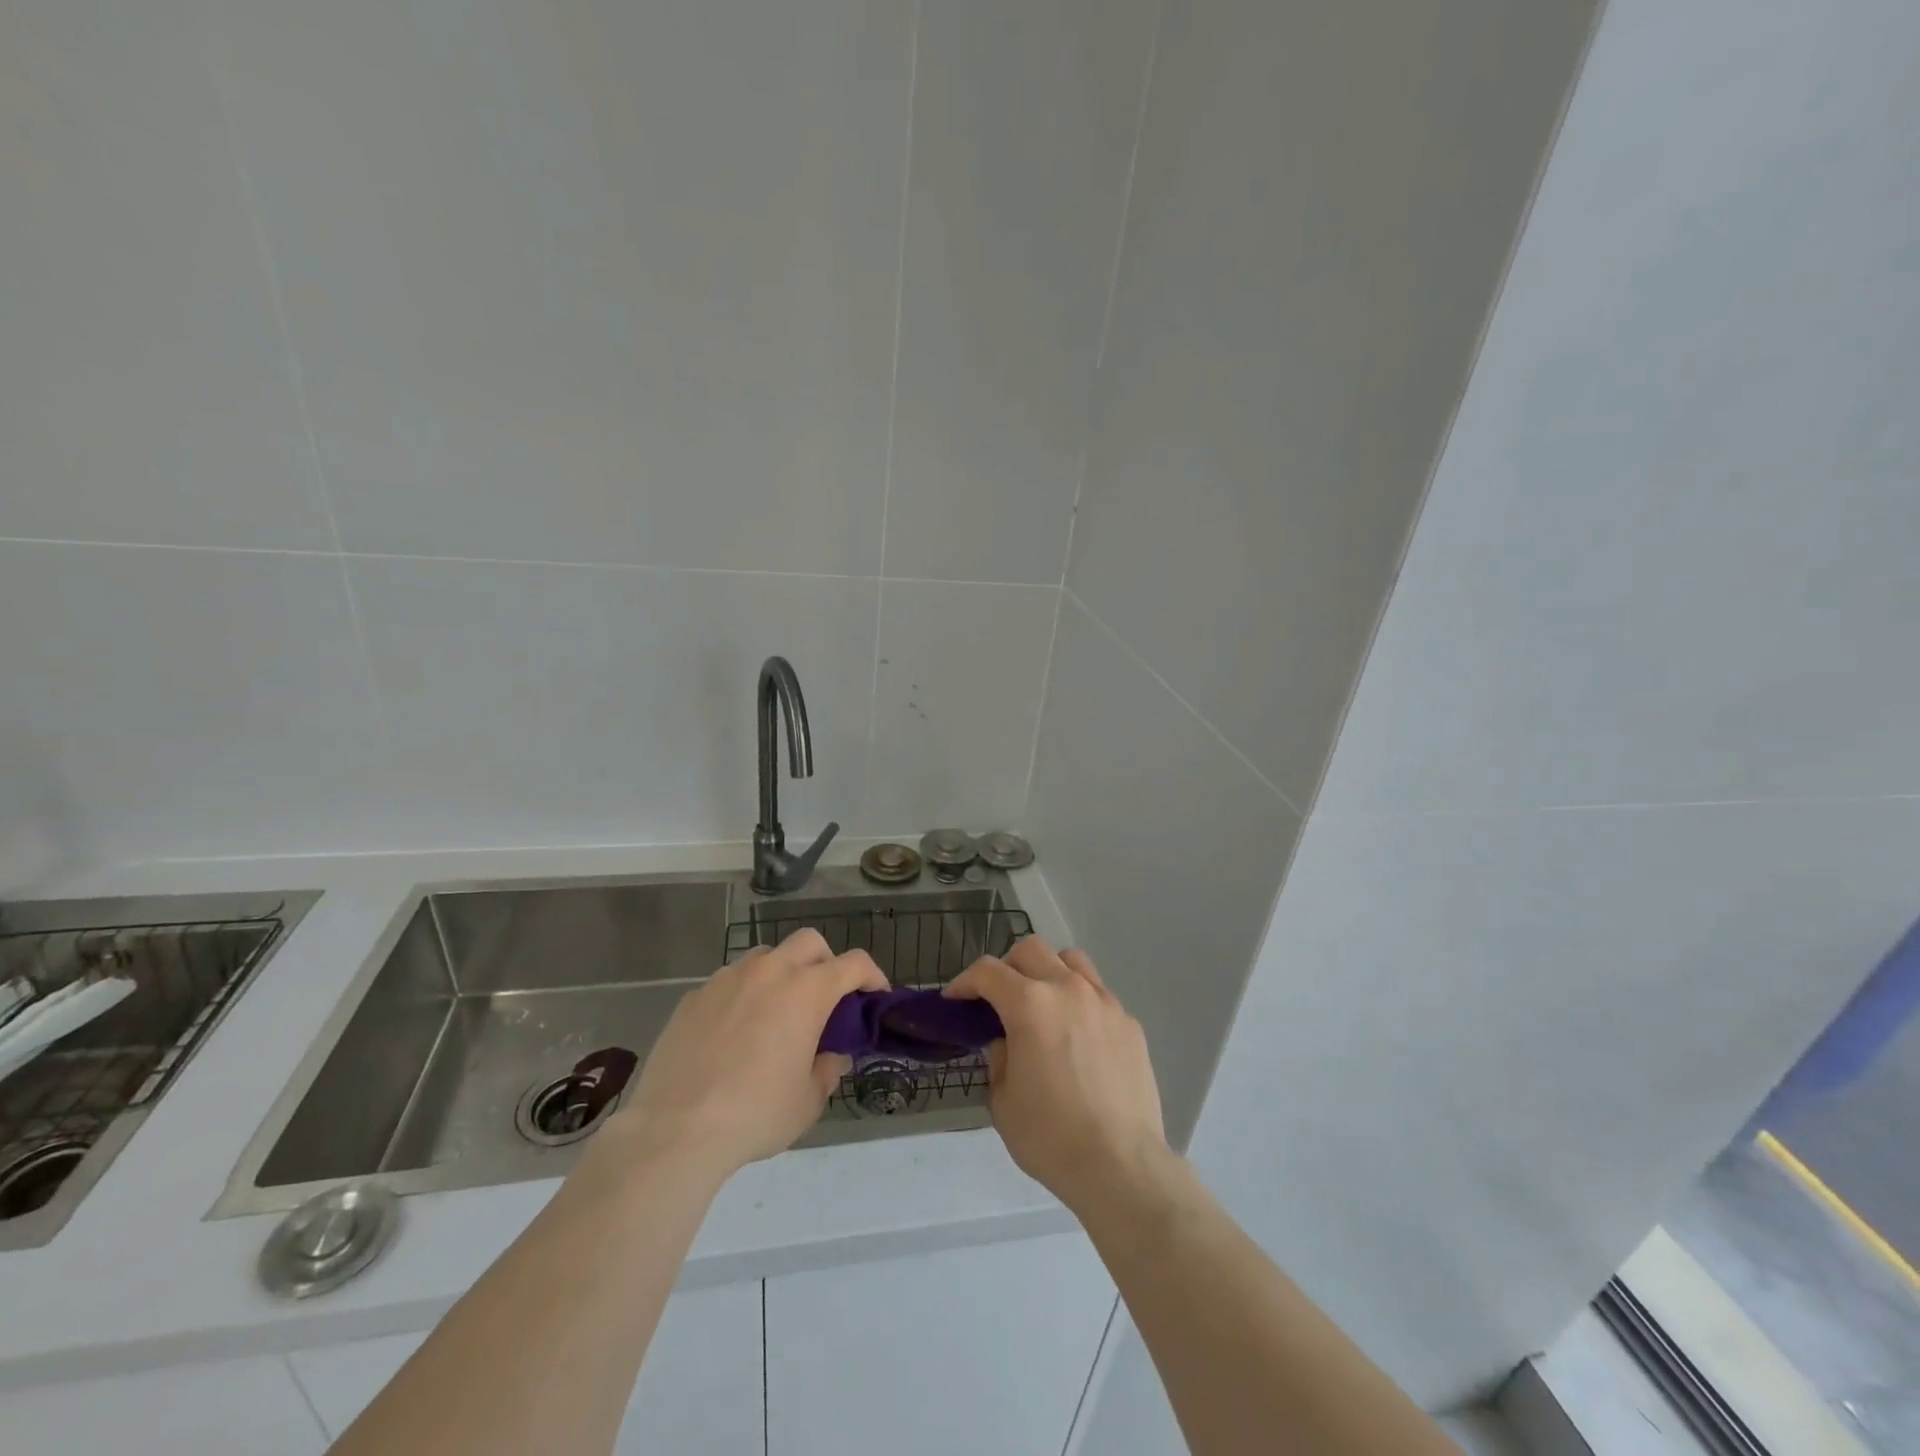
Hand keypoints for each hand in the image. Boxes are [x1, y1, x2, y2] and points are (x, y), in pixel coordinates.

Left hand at [610, 929, 886, 1180]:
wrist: (676, 1130)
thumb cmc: (756, 1114)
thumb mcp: (808, 1101)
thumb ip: (827, 1070)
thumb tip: (831, 1056)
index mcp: (806, 990)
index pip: (853, 963)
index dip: (872, 975)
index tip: (875, 994)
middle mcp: (770, 971)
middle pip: (809, 942)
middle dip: (826, 961)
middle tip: (826, 998)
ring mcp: (727, 979)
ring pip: (766, 956)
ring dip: (782, 973)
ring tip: (777, 1013)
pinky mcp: (694, 996)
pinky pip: (729, 982)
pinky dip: (744, 995)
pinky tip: (735, 1032)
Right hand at [944, 937, 1168, 1211]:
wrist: (1121, 1166)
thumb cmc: (1050, 1136)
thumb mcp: (1002, 1100)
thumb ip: (998, 1058)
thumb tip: (1007, 1042)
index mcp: (1030, 1004)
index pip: (988, 971)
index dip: (964, 981)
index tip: (955, 1000)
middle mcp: (1068, 989)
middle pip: (1030, 950)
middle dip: (1006, 967)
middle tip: (997, 999)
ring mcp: (1104, 1002)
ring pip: (1070, 961)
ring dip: (1047, 971)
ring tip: (1041, 1004)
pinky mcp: (1129, 1023)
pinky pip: (1098, 994)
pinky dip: (1079, 1001)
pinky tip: (1077, 1037)